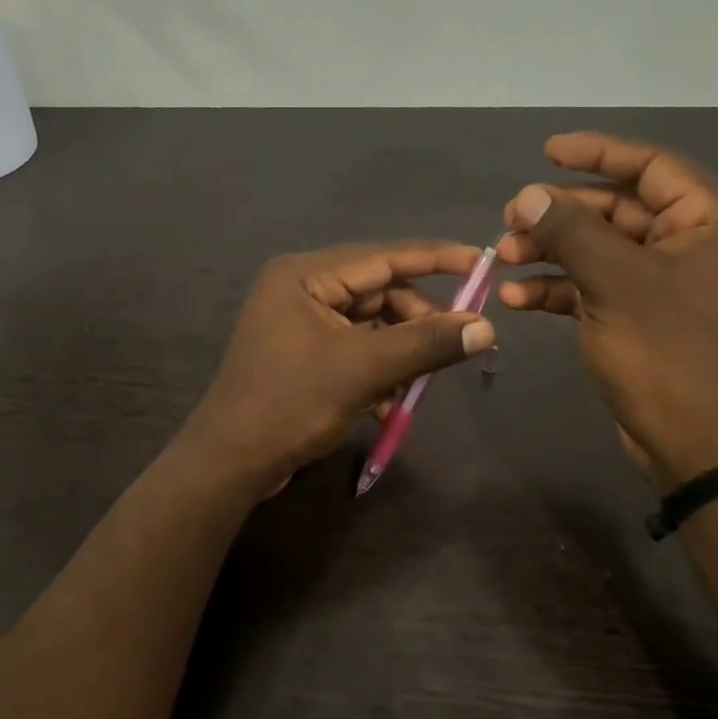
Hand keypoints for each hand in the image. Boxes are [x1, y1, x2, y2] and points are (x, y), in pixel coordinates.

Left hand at [180, 242, 497, 493]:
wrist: (231, 461)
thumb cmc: (291, 403)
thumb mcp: (363, 370)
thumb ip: (425, 344)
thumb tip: (486, 327)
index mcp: (305, 276)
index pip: (383, 257)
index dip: (435, 259)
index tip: (481, 263)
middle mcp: (301, 290)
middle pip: (379, 293)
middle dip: (417, 322)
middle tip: (455, 345)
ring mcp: (300, 324)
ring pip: (371, 327)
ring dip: (399, 355)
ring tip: (417, 386)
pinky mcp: (304, 356)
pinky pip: (355, 351)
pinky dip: (378, 373)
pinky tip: (388, 405)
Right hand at [498, 133, 717, 483]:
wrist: (698, 443)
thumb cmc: (668, 351)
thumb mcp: (615, 281)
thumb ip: (569, 231)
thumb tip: (528, 195)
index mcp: (712, 221)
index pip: (652, 167)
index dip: (598, 154)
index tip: (547, 152)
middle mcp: (695, 245)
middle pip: (619, 210)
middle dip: (561, 214)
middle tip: (509, 218)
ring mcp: (667, 285)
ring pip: (601, 250)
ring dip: (551, 252)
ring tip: (503, 258)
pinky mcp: (642, 318)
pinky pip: (596, 287)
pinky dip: (559, 289)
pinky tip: (516, 296)